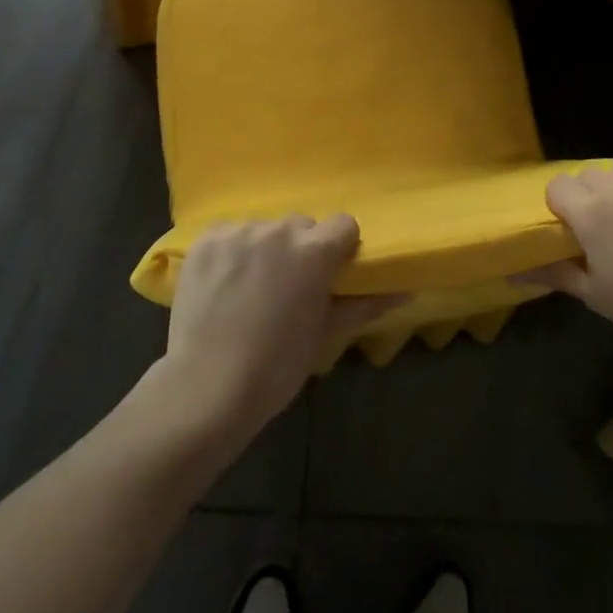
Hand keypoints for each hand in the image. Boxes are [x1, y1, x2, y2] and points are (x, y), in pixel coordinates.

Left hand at [163, 215, 395, 429]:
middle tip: (289, 286)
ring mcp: (238, 232)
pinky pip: (229, 233)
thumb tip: (406, 291)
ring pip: (264, 228)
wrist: (206, 388)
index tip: (331, 273)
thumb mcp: (325, 335)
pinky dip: (231, 251)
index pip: (343, 224)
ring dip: (265, 248)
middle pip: (302, 225)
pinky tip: (224, 283)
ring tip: (251, 287)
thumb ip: (365, 305)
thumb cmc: (276, 366)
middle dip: (301, 248)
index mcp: (314, 251)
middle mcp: (278, 230)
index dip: (340, 247)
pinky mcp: (206, 240)